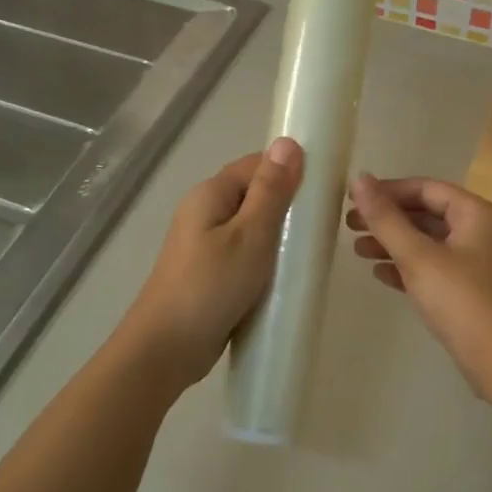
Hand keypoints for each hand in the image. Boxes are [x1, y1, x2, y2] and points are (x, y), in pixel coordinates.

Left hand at [123, 139, 303, 387]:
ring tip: (310, 253)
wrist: (167, 348)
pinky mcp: (210, 275)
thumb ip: (271, 191)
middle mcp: (204, 213)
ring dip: (279, 238)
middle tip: (322, 227)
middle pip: (254, 196)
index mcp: (210, 194)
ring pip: (251, 230)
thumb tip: (289, 143)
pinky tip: (286, 278)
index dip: (290, 171)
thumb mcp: (250, 235)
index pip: (256, 165)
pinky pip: (245, 257)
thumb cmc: (211, 286)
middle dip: (288, 207)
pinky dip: (266, 263)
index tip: (324, 190)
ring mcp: (205, 246)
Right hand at [345, 174, 491, 396]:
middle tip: (349, 226)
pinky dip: (409, 268)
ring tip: (358, 251)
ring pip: (429, 243)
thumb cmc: (462, 301)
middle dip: (388, 220)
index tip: (355, 200)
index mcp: (477, 214)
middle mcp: (482, 232)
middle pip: (428, 214)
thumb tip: (360, 179)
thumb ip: (386, 219)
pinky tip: (381, 275)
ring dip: (394, 244)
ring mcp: (479, 263)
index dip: (389, 191)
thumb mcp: (418, 257)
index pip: (427, 189)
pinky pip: (435, 268)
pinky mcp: (472, 291)